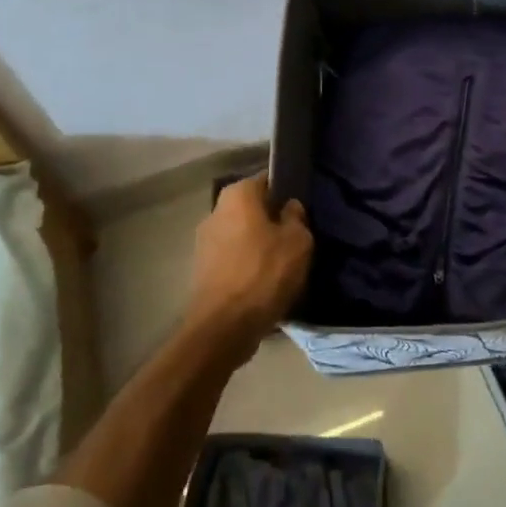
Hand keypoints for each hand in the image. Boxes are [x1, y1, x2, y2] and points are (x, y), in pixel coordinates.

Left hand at [186, 173, 312, 354]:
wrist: (224, 327)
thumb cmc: (264, 273)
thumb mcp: (298, 241)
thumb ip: (296, 217)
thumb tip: (289, 207)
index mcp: (237, 194)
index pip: (268, 180)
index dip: (288, 191)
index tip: (303, 209)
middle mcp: (215, 210)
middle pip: (253, 208)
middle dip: (272, 219)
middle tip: (297, 237)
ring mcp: (204, 241)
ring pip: (242, 234)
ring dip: (260, 244)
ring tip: (283, 263)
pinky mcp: (202, 269)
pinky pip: (233, 258)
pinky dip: (248, 265)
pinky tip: (265, 282)